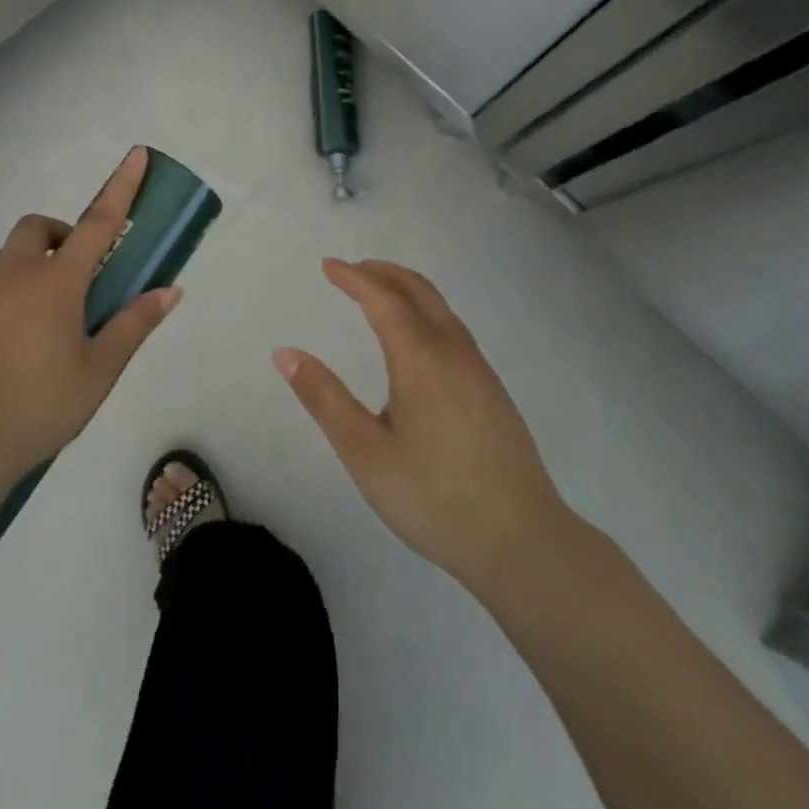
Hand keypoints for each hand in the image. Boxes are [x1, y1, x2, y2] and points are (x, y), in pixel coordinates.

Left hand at [0, 147, 180, 483]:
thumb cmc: (40, 405)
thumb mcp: (99, 369)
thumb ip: (134, 324)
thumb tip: (170, 290)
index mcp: (57, 282)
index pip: (98, 222)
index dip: (121, 187)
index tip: (136, 154)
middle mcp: (16, 273)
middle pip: (39, 227)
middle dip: (64, 233)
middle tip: (81, 275)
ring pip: (9, 252)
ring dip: (34, 259)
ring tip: (49, 308)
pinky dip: (10, 285)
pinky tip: (18, 333)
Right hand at [275, 259, 571, 591]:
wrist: (523, 542)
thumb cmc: (434, 498)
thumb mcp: (365, 452)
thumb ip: (324, 398)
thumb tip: (285, 353)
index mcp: (421, 359)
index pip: (383, 298)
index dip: (353, 277)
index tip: (327, 266)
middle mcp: (454, 352)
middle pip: (418, 290)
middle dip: (382, 272)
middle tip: (350, 270)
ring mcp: (479, 370)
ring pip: (441, 308)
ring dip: (406, 289)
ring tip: (377, 294)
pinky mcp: (492, 390)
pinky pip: (453, 328)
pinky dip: (425, 311)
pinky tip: (416, 339)